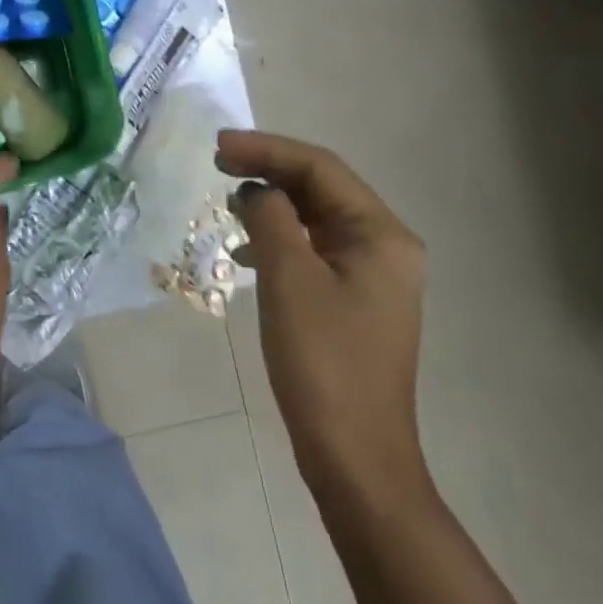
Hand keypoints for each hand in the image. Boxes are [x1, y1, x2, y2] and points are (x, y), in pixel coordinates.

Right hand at [217, 129, 428, 502]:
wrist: (355, 456)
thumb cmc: (323, 363)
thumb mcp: (288, 279)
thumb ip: (271, 218)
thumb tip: (257, 190)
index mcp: (381, 235)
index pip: (320, 168)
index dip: (266, 149)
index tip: (217, 147)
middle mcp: (385, 246)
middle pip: (321, 187)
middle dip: (269, 170)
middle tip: (217, 162)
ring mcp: (372, 275)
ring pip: (316, 217)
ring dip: (273, 202)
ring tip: (228, 198)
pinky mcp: (354, 299)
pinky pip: (314, 248)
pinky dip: (279, 237)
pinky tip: (247, 248)